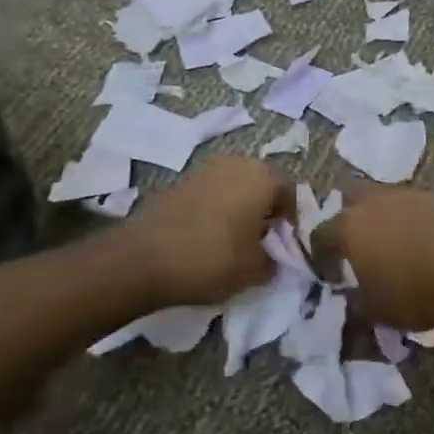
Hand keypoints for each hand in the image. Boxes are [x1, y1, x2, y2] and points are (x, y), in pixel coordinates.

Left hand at [131, 156, 294, 307]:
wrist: (144, 259)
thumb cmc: (213, 259)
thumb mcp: (255, 271)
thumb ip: (273, 261)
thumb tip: (272, 257)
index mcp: (263, 177)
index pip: (289, 193)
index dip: (289, 221)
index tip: (280, 246)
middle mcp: (237, 163)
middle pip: (262, 184)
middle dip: (264, 209)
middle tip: (259, 240)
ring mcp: (206, 168)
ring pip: (235, 186)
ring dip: (240, 207)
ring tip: (233, 238)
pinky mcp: (181, 180)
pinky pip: (211, 192)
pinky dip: (216, 208)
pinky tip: (208, 235)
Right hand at [311, 183, 433, 331]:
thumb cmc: (412, 294)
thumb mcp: (374, 311)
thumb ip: (353, 301)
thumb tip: (349, 297)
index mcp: (349, 226)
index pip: (320, 234)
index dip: (321, 255)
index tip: (331, 274)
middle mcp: (373, 202)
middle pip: (349, 197)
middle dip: (347, 216)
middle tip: (356, 244)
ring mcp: (406, 195)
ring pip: (382, 198)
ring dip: (380, 216)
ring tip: (391, 243)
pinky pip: (410, 206)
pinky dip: (408, 219)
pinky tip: (418, 241)